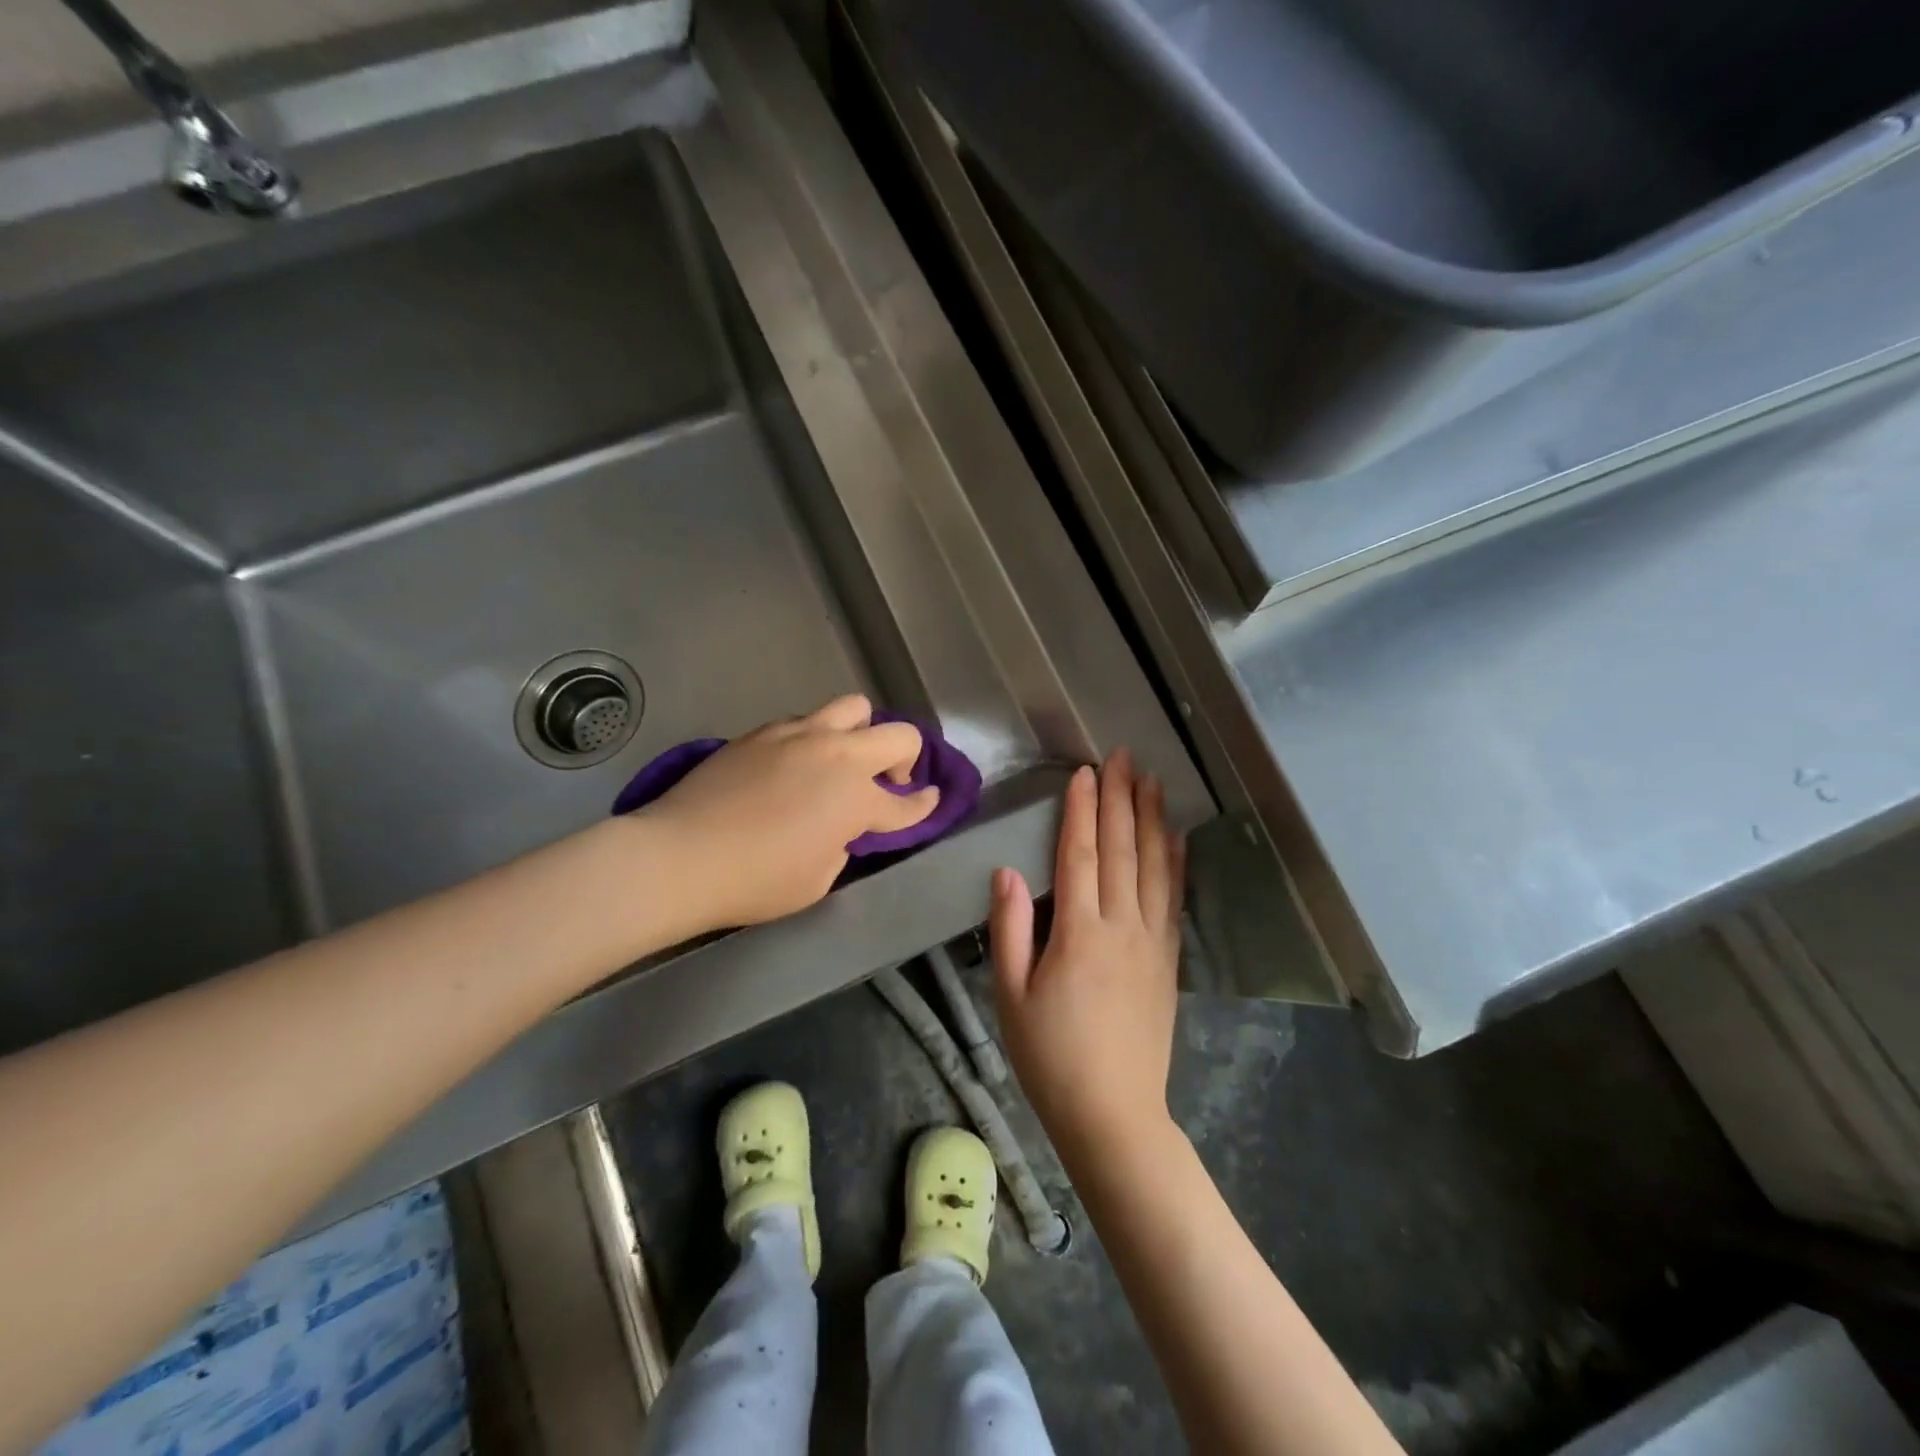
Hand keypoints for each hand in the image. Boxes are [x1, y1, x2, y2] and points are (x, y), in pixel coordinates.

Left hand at [643, 694, 938, 931]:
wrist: (681, 855)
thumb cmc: (755, 881)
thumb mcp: (817, 879)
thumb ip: (842, 845)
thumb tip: (839, 827)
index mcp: (856, 798)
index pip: (907, 803)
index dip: (923, 806)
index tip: (930, 801)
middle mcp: (837, 755)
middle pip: (898, 734)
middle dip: (906, 757)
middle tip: (888, 781)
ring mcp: (799, 735)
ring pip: (853, 707)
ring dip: (861, 732)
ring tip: (842, 759)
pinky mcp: (763, 732)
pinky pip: (806, 721)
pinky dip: (816, 738)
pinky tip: (796, 764)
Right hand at [991, 750, 1184, 1164]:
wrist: (1114, 1114)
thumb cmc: (1050, 1057)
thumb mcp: (1010, 996)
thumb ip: (1009, 929)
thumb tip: (1006, 871)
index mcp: (1077, 933)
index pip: (1079, 855)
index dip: (1081, 810)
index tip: (1085, 773)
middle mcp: (1120, 926)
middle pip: (1120, 849)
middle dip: (1120, 799)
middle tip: (1123, 757)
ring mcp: (1151, 942)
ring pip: (1154, 866)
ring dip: (1152, 819)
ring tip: (1153, 781)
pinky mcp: (1168, 960)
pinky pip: (1174, 899)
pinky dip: (1176, 862)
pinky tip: (1177, 838)